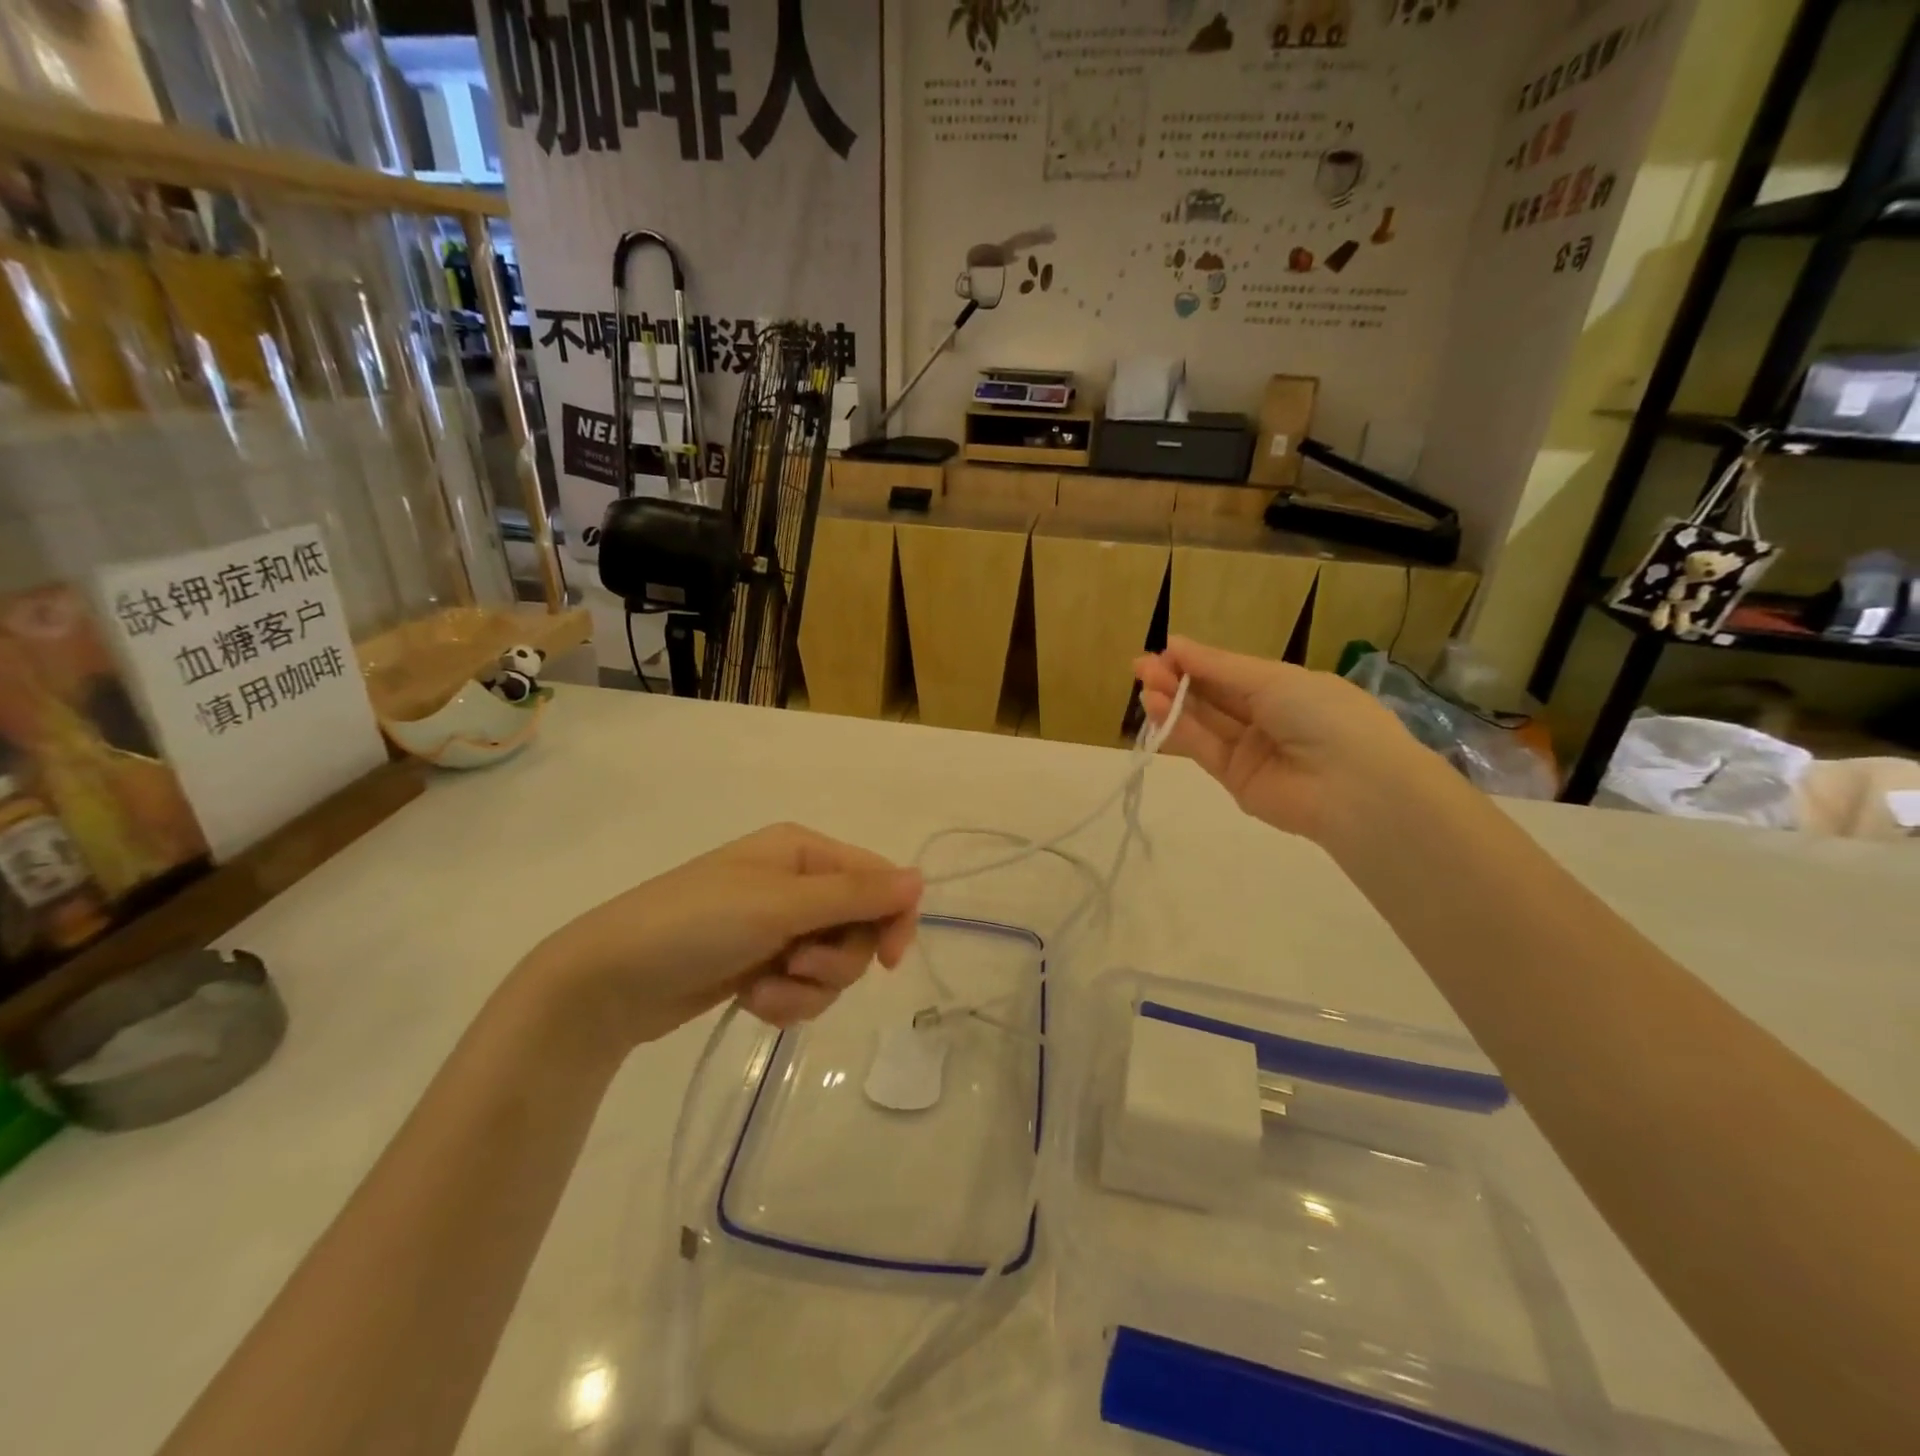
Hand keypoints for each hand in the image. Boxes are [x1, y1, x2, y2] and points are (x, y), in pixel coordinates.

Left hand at [524, 824, 922, 1045]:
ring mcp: (778, 926)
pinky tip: (752, 1001)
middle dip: (836, 960)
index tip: (888, 961)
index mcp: (804, 851)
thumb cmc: (695, 924)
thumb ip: (855, 894)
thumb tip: (920, 878)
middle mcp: (797, 883)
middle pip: (860, 927)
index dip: (892, 918)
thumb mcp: (780, 904)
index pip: (878, 879)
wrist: (608, 982)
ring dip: (807, 988)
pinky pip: (804, 988)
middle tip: (797, 968)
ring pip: (834, 965)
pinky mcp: (762, 965)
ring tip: (764, 991)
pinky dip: (785, 1002)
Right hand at [1136, 637, 1442, 843]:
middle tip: (1141, 666)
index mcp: (1286, 688)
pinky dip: (1179, 728)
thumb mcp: (1272, 680)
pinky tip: (1156, 707)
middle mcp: (1267, 718)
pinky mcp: (1235, 780)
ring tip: (1143, 684)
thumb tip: (1174, 643)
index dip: (1197, 661)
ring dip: (1173, 702)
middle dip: (1178, 679)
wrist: (1353, 787)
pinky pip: (1203, 749)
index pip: (1232, 672)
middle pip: (1214, 696)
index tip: (1164, 650)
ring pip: (1204, 722)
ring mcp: (1250, 750)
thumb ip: (1218, 667)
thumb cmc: (1322, 715)